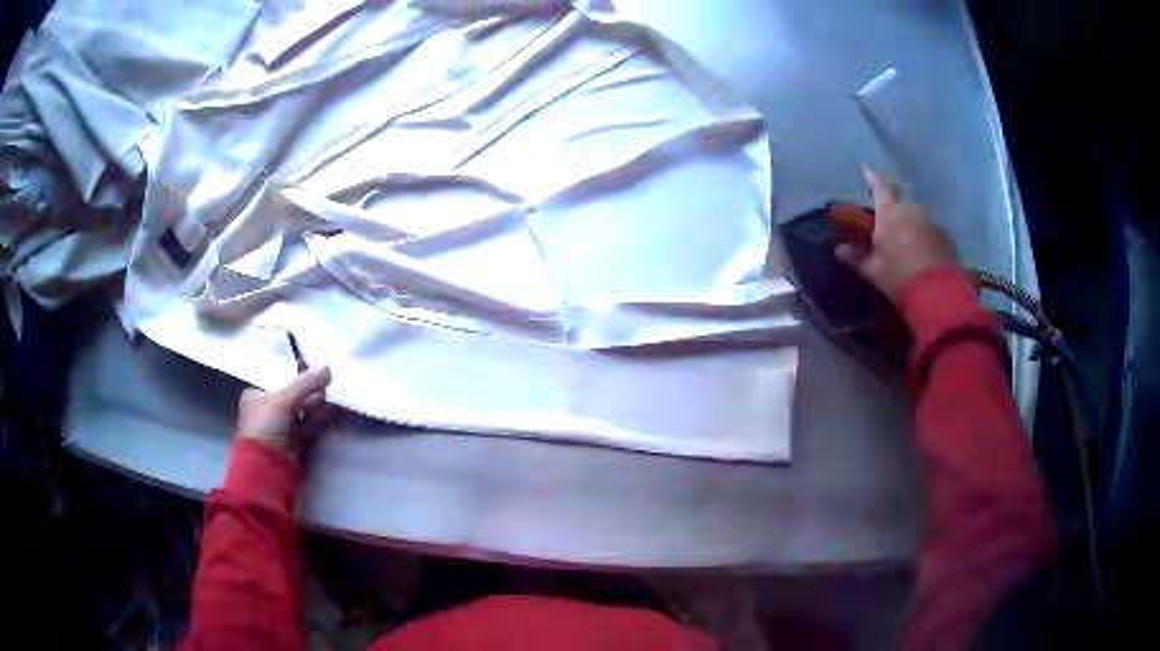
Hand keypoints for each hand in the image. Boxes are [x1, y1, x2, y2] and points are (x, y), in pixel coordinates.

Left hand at [236, 366, 333, 456]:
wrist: (268, 464)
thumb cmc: (266, 424)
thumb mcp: (284, 399)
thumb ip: (305, 383)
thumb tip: (327, 367)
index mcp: (255, 395)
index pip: (277, 380)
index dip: (295, 374)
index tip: (312, 367)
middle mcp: (267, 409)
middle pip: (292, 394)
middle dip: (309, 388)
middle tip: (328, 377)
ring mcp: (281, 426)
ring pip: (302, 409)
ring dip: (317, 401)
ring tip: (334, 389)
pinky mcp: (294, 440)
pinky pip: (309, 423)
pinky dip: (320, 416)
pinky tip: (334, 407)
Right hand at [836, 167, 958, 301]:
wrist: (938, 295)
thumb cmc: (899, 277)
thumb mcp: (874, 271)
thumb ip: (856, 258)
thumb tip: (839, 250)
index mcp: (889, 213)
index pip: (879, 187)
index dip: (872, 178)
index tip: (866, 169)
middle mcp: (911, 210)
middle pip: (899, 205)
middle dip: (893, 213)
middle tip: (887, 228)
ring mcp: (931, 223)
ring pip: (915, 219)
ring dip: (909, 228)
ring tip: (905, 247)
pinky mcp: (945, 238)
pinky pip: (929, 233)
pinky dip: (923, 240)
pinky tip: (921, 257)